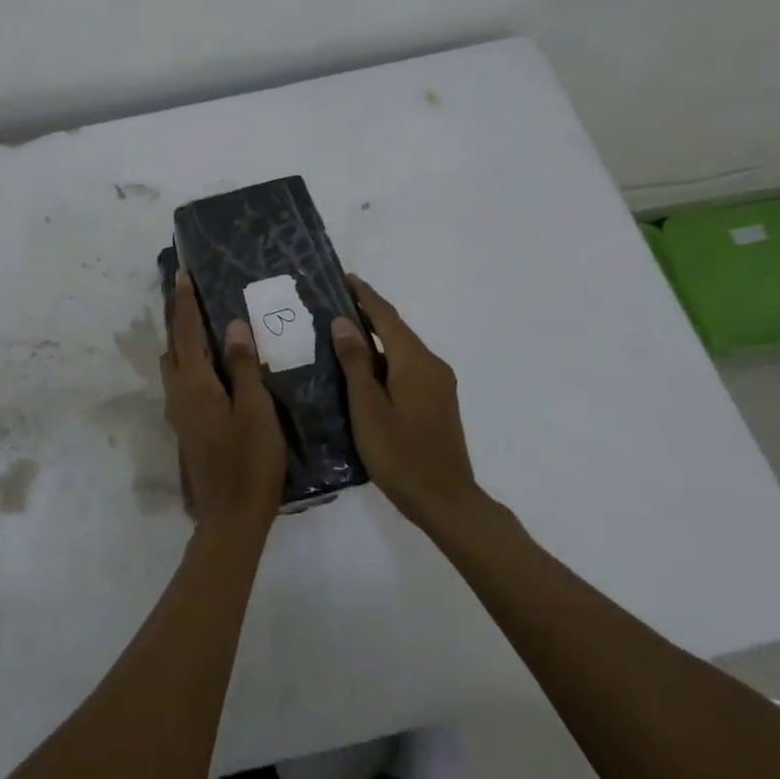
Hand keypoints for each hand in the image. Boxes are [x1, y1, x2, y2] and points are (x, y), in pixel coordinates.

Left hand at [160, 272, 285, 533]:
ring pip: (175, 364)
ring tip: (204, 322)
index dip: (184, 300)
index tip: (182, 273)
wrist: (231, 516)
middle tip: (193, 293)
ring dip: (183, 340)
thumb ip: (244, 366)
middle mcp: (178, 392)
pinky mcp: (187, 426)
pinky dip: (191, 361)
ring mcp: (179, 412)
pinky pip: (183, 381)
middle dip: (178, 316)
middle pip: (173, 344)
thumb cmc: (250, 460)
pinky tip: (215, 365)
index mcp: (194, 383)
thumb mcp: (256, 409)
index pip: (185, 331)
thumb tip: (232, 326)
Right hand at [331, 276, 484, 529]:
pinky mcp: (437, 401)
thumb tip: (344, 322)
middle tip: (334, 304)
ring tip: (341, 333)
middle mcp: (432, 365)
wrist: (445, 500)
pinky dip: (385, 359)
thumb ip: (356, 363)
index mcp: (415, 362)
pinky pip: (407, 367)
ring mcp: (438, 384)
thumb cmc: (400, 455)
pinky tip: (364, 369)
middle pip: (397, 330)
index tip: (344, 277)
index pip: (387, 317)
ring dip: (375, 338)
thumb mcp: (368, 408)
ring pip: (402, 350)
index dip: (365, 296)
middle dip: (368, 314)